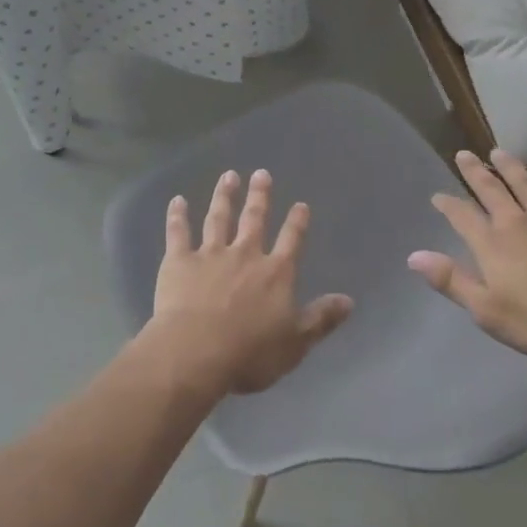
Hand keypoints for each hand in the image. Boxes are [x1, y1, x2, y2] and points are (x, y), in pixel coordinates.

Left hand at [148, 169, 353, 394]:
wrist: (196, 352)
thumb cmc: (250, 354)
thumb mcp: (295, 343)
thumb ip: (321, 319)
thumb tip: (349, 300)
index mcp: (275, 273)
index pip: (291, 241)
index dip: (297, 222)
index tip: (300, 204)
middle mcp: (245, 254)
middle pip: (254, 219)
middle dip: (260, 196)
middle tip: (262, 173)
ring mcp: (210, 254)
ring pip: (218, 218)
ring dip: (224, 196)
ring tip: (229, 176)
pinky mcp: (179, 261)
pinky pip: (179, 232)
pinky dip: (177, 216)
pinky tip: (177, 200)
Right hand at [408, 150, 526, 364]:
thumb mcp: (487, 311)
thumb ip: (451, 280)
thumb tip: (414, 256)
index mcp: (492, 245)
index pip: (462, 217)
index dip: (448, 205)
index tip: (437, 195)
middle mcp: (518, 224)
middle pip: (492, 191)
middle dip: (475, 173)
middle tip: (463, 154)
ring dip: (511, 168)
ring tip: (499, 153)